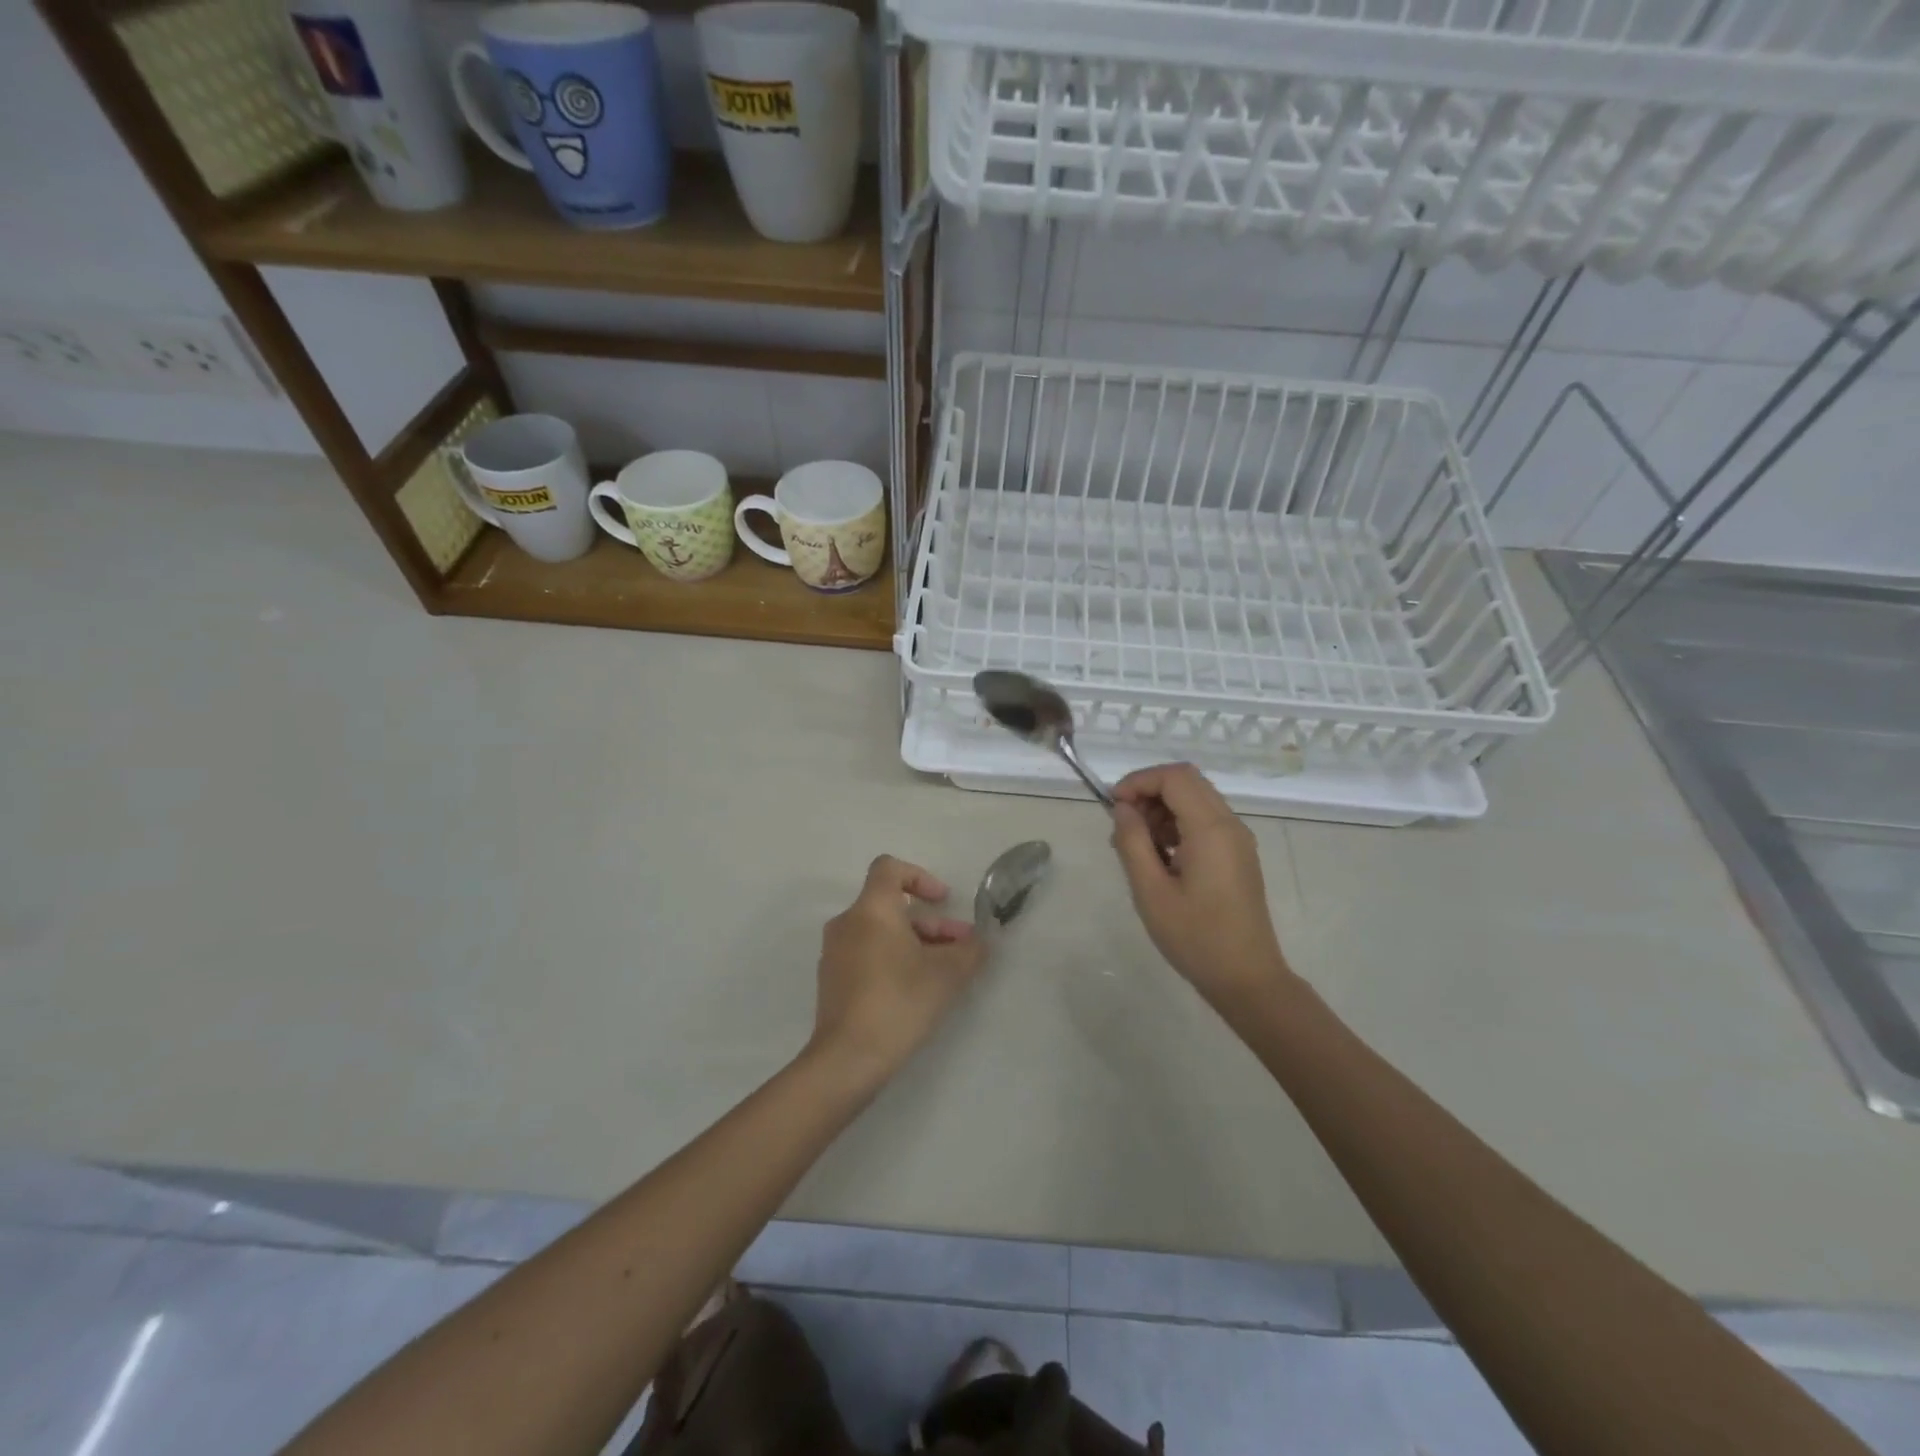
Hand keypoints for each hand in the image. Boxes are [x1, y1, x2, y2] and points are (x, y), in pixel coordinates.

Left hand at [810, 856, 987, 1082]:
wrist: (848, 1058)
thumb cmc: (899, 1001)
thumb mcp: (947, 974)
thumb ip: (970, 950)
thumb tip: (980, 940)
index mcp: (871, 909)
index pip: (889, 868)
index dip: (920, 877)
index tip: (943, 901)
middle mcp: (847, 923)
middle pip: (891, 906)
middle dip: (930, 922)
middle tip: (960, 947)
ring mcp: (834, 953)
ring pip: (880, 932)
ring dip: (915, 942)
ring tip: (944, 971)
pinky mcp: (831, 980)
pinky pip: (866, 954)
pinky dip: (892, 959)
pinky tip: (915, 990)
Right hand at [1110, 764, 1291, 1011]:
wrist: (1247, 978)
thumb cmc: (1195, 937)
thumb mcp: (1151, 891)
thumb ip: (1133, 842)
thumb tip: (1123, 809)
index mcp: (1211, 829)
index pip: (1174, 777)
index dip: (1139, 781)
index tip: (1113, 807)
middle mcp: (1230, 825)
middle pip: (1187, 782)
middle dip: (1149, 793)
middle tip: (1123, 826)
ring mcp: (1238, 840)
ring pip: (1195, 800)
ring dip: (1162, 810)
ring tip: (1137, 847)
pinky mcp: (1238, 855)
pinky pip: (1205, 822)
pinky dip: (1177, 826)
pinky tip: (1159, 858)